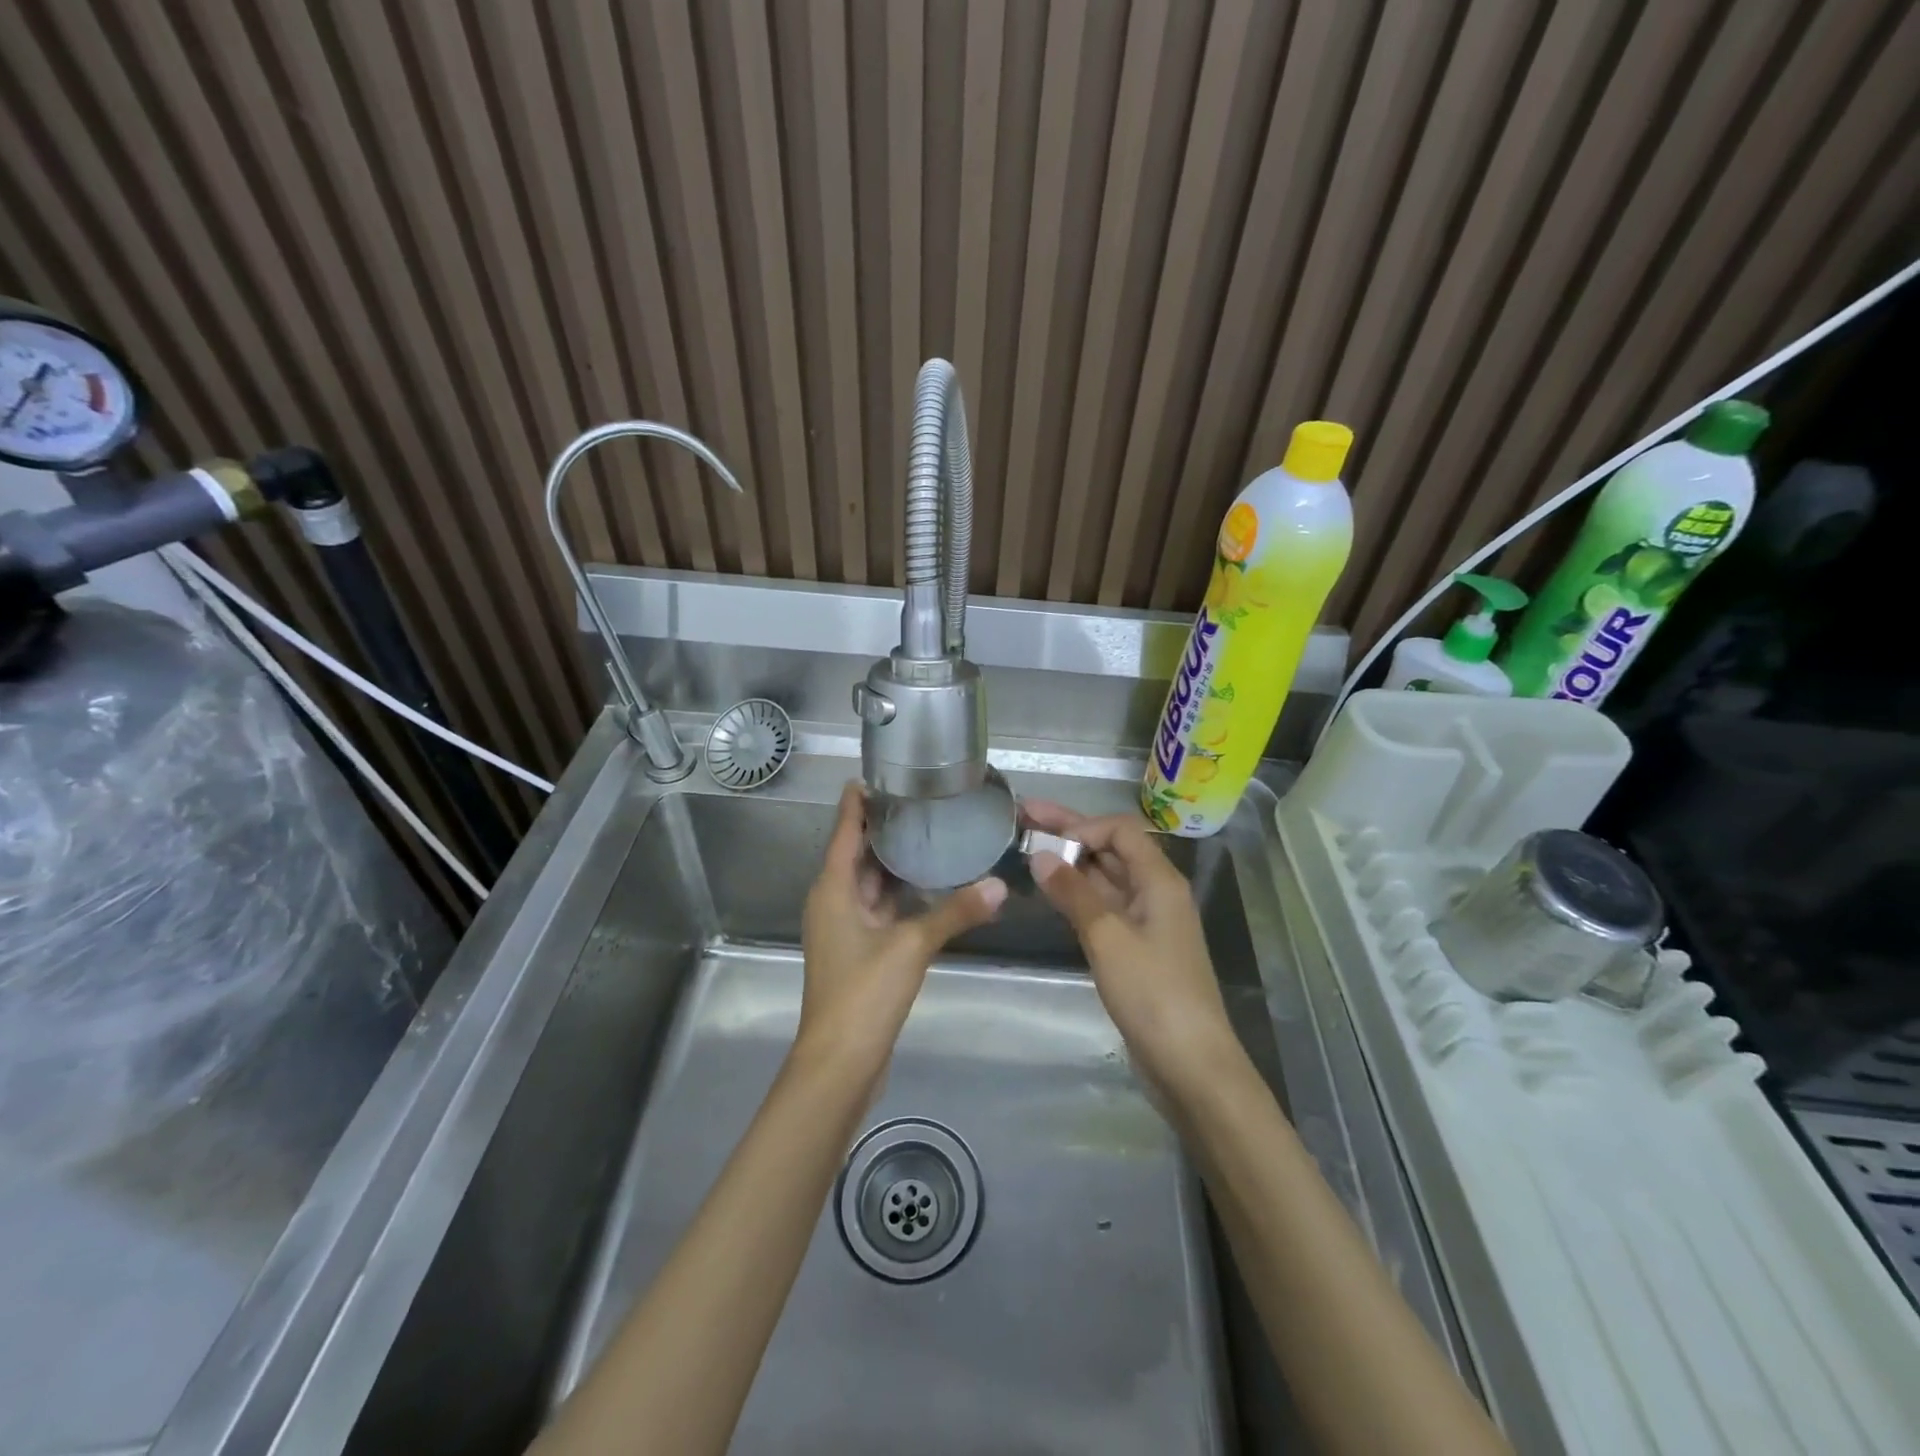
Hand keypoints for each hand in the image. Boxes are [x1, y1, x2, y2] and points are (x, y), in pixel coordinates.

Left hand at [797, 782, 1006, 1081]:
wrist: (840, 1062)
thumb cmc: (864, 992)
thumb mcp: (912, 946)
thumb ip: (956, 911)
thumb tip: (1001, 884)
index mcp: (832, 888)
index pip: (847, 828)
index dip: (861, 799)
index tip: (884, 772)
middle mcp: (834, 899)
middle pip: (858, 851)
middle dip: (887, 825)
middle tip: (924, 797)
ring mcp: (846, 926)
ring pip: (871, 880)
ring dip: (897, 859)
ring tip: (933, 830)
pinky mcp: (860, 949)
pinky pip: (881, 906)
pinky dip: (902, 891)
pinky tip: (932, 883)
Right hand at [1024, 801, 1242, 1096]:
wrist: (1191, 1064)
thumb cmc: (1153, 994)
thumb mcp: (1108, 938)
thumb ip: (1074, 893)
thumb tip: (1040, 855)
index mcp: (1160, 881)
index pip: (1120, 831)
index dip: (1082, 826)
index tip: (1044, 839)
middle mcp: (1156, 893)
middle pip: (1111, 849)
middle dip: (1069, 832)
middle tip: (1023, 815)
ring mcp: (1146, 922)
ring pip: (1105, 878)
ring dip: (1071, 863)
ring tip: (1029, 849)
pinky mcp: (1136, 949)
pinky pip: (1104, 907)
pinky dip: (1078, 894)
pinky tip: (1052, 892)